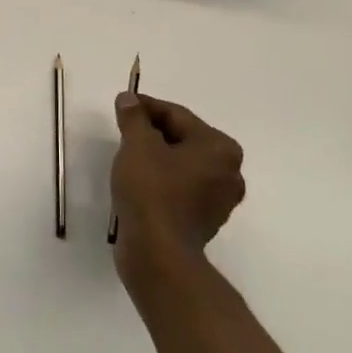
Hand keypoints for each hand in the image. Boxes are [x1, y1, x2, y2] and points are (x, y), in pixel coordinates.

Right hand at [110, 93, 245, 282]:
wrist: (157, 253)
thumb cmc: (151, 191)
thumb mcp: (137, 145)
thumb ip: (134, 117)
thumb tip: (129, 98)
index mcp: (220, 148)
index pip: (178, 115)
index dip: (146, 107)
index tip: (122, 104)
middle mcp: (229, 172)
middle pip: (184, 139)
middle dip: (153, 132)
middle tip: (123, 131)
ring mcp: (219, 200)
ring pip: (182, 165)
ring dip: (157, 157)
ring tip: (128, 156)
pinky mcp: (204, 221)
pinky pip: (181, 189)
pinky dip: (163, 181)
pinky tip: (139, 183)